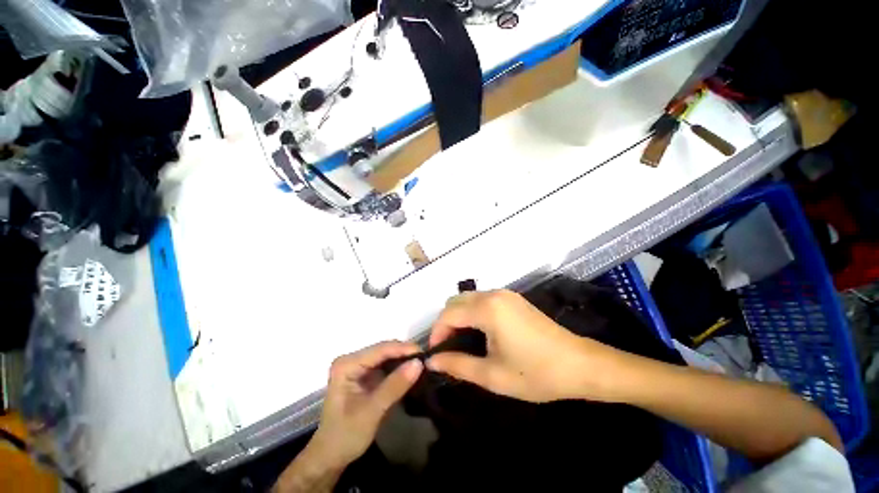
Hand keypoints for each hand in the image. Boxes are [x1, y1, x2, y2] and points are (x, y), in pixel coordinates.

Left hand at [308, 341, 423, 468]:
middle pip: (383, 350)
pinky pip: (385, 365)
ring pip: (386, 356)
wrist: (330, 457)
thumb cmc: (346, 435)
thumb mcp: (372, 411)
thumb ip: (395, 386)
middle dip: (405, 354)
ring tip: (421, 365)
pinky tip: (410, 372)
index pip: (380, 349)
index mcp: (347, 364)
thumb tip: (418, 363)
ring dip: (403, 360)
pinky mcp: (364, 374)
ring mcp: (357, 366)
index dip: (403, 349)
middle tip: (426, 360)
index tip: (424, 354)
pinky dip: (398, 368)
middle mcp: (351, 360)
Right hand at [427, 290, 630, 402]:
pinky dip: (473, 312)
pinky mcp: (513, 299)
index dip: (437, 332)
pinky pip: (483, 300)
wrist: (580, 364)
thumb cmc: (536, 373)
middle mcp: (493, 294)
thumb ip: (458, 365)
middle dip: (446, 323)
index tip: (436, 353)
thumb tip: (432, 361)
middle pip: (456, 301)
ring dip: (459, 316)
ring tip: (462, 342)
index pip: (448, 314)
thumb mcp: (493, 375)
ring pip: (469, 298)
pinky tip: (480, 332)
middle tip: (448, 348)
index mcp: (487, 309)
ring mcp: (505, 294)